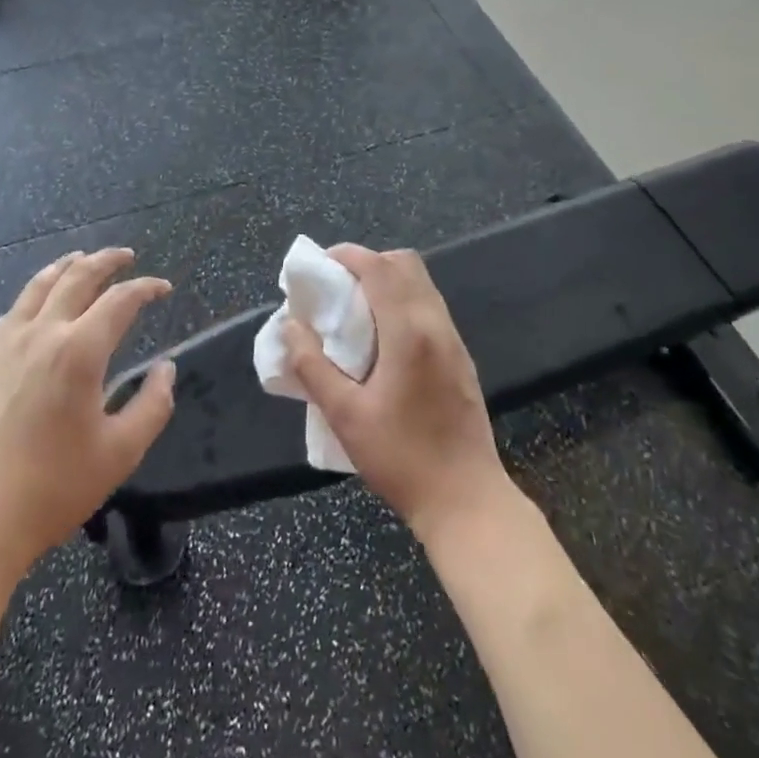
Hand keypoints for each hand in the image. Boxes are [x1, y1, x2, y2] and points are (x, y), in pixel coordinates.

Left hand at [0, 248, 176, 580]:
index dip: (146, 288)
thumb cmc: (51, 489)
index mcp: (79, 351)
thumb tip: (167, 369)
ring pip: (41, 284)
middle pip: (78, 277)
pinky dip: (37, 290)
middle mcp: (43, 333)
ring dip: (68, 265)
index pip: (120, 300)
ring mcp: (8, 343)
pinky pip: (16, 308)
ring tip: (83, 258)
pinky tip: (40, 299)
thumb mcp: (120, 454)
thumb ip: (153, 406)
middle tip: (126, 256)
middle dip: (106, 260)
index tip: (164, 288)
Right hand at [281, 244, 510, 542]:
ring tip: (356, 310)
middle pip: (406, 264)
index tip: (321, 264)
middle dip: (369, 263)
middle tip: (338, 287)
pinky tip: (383, 338)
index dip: (349, 255)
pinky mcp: (461, 359)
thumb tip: (291, 326)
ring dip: (388, 281)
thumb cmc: (401, 458)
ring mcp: (454, 341)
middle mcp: (435, 325)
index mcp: (408, 332)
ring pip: (421, 284)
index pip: (380, 268)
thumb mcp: (345, 416)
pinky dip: (403, 301)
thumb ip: (313, 367)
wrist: (467, 502)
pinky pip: (430, 308)